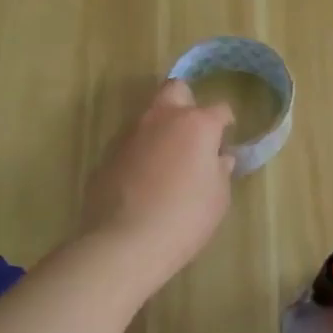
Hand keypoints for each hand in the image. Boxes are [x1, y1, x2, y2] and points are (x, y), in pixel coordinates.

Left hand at [77, 79, 234, 280]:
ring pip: (149, 115)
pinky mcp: (107, 154)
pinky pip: (131, 142)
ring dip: (161, 128)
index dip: (226, 124)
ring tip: (167, 161)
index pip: (220, 109)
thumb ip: (220, 170)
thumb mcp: (219, 196)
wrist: (126, 242)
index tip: (225, 141)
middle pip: (175, 89)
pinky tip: (144, 180)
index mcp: (197, 124)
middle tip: (193, 131)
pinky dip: (140, 152)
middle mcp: (162, 118)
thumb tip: (219, 159)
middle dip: (187, 102)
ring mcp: (130, 134)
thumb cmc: (186, 216)